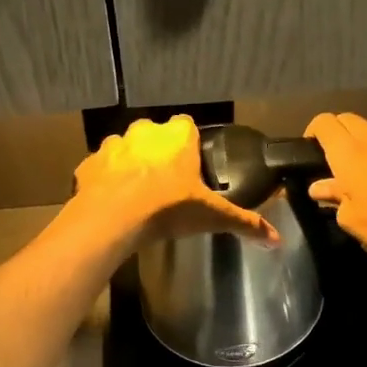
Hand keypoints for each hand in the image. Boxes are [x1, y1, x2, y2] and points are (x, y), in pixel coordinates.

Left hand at [70, 116, 278, 250]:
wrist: (113, 218)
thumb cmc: (168, 208)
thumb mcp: (212, 216)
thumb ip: (244, 222)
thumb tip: (277, 240)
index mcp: (177, 136)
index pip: (187, 126)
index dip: (189, 145)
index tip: (191, 167)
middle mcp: (145, 131)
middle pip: (155, 135)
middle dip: (159, 153)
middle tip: (166, 183)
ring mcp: (113, 144)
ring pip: (125, 148)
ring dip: (130, 164)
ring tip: (137, 194)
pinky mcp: (89, 163)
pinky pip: (100, 168)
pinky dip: (105, 180)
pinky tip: (112, 201)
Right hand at [304, 113, 366, 269]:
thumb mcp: (352, 220)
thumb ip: (334, 197)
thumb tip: (321, 187)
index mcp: (351, 151)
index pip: (324, 122)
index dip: (311, 134)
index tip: (308, 154)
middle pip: (347, 120)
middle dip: (335, 135)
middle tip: (330, 162)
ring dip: (360, 144)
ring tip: (357, 172)